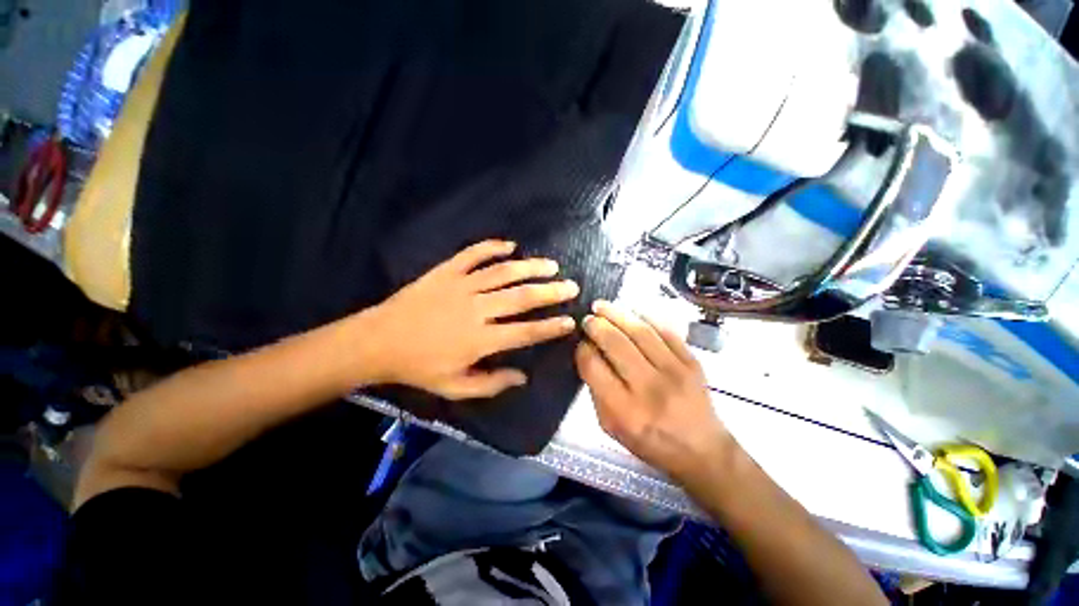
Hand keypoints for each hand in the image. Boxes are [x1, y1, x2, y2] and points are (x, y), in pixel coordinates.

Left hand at [363, 240, 578, 399]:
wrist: (381, 340)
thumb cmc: (418, 368)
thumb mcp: (454, 388)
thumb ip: (490, 384)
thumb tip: (522, 378)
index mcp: (480, 340)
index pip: (525, 332)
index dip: (551, 327)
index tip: (570, 321)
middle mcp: (477, 309)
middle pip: (521, 297)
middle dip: (550, 292)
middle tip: (571, 287)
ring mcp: (461, 286)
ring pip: (503, 273)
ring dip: (530, 267)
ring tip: (551, 265)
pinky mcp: (446, 271)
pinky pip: (473, 254)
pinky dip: (492, 247)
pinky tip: (510, 245)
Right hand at [575, 300, 734, 483]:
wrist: (700, 448)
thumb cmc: (653, 444)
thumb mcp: (615, 432)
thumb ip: (599, 397)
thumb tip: (590, 360)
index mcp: (625, 411)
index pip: (595, 369)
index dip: (583, 351)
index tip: (580, 344)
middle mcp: (649, 388)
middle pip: (616, 345)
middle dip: (598, 326)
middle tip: (588, 318)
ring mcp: (674, 372)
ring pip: (641, 332)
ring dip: (619, 314)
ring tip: (604, 306)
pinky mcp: (692, 362)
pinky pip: (667, 332)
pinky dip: (648, 318)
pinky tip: (634, 312)